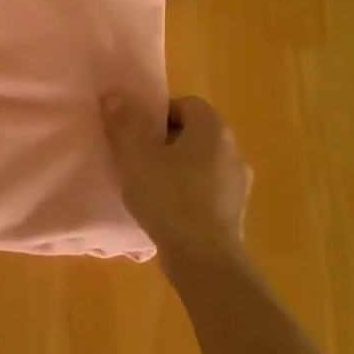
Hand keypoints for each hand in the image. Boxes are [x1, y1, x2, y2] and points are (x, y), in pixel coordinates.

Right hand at [102, 94, 252, 256]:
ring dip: (178, 168)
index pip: (186, 104)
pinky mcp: (235, 212)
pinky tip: (168, 210)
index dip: (157, 114)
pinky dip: (189, 193)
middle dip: (166, 141)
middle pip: (194, 133)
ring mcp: (238, 183)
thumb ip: (124, 122)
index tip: (136, 134)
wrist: (203, 258)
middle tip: (138, 158)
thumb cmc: (169, 197)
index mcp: (213, 129)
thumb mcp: (136, 156)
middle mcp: (233, 150)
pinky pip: (208, 190)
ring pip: (202, 163)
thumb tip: (115, 95)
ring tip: (151, 186)